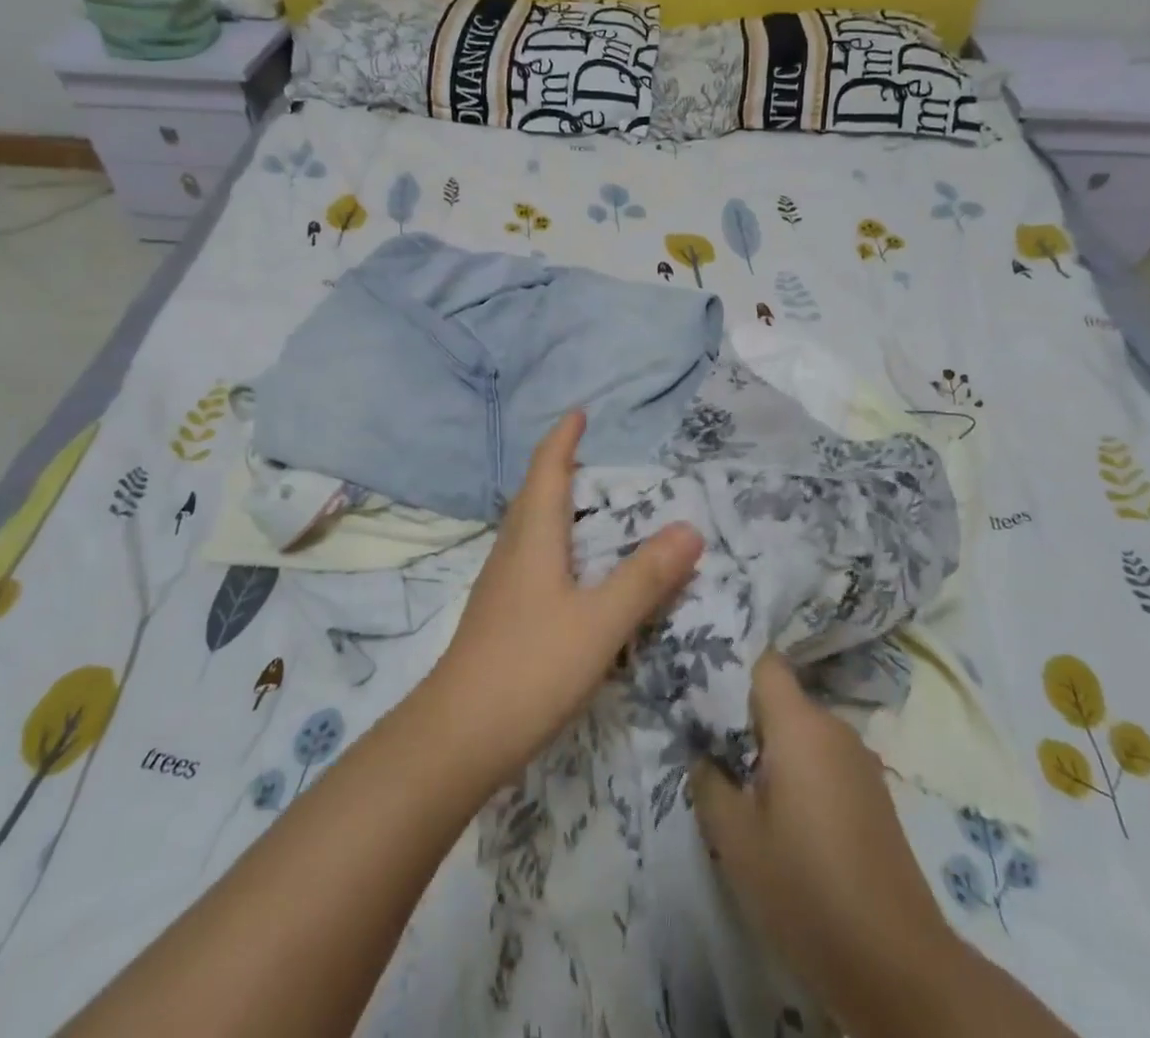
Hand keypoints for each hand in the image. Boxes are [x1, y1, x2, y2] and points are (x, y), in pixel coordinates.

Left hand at [430, 410, 703, 784]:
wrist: (459, 735)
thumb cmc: (532, 666)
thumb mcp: (600, 622)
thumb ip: (646, 577)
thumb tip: (690, 528)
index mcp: (534, 537)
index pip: (547, 470)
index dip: (562, 439)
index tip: (579, 414)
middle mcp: (512, 550)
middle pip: (534, 494)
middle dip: (560, 468)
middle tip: (594, 459)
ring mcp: (500, 583)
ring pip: (529, 527)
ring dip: (554, 505)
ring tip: (587, 507)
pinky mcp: (499, 613)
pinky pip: (529, 556)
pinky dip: (553, 542)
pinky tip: (569, 570)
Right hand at [691, 653, 954, 1033]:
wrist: (897, 966)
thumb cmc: (804, 887)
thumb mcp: (734, 838)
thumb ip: (708, 782)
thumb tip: (703, 754)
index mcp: (800, 724)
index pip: (765, 663)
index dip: (732, 670)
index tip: (703, 693)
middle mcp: (835, 729)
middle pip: (783, 699)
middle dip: (747, 718)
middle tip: (712, 749)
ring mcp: (860, 762)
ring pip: (804, 733)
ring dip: (774, 751)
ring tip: (743, 787)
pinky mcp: (875, 795)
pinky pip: (825, 762)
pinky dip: (801, 774)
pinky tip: (786, 818)